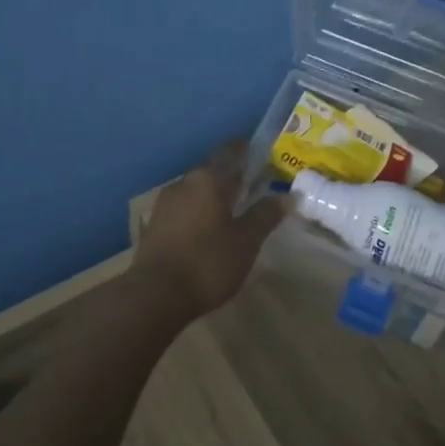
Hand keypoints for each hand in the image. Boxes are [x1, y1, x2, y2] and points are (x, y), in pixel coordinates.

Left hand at [134, 141, 287, 318]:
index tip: (262, 154)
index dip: (246, 150)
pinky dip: (199, 210)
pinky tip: (209, 226)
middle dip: (231, 175)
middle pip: (212, 169)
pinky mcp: (155, 224)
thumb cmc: (208, 262)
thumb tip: (290, 195)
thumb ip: (266, 214)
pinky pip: (184, 207)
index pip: (230, 151)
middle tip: (253, 184)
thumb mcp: (246, 241)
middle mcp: (184, 182)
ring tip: (233, 207)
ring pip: (196, 189)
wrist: (155, 295)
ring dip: (214, 194)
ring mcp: (165, 203)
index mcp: (208, 179)